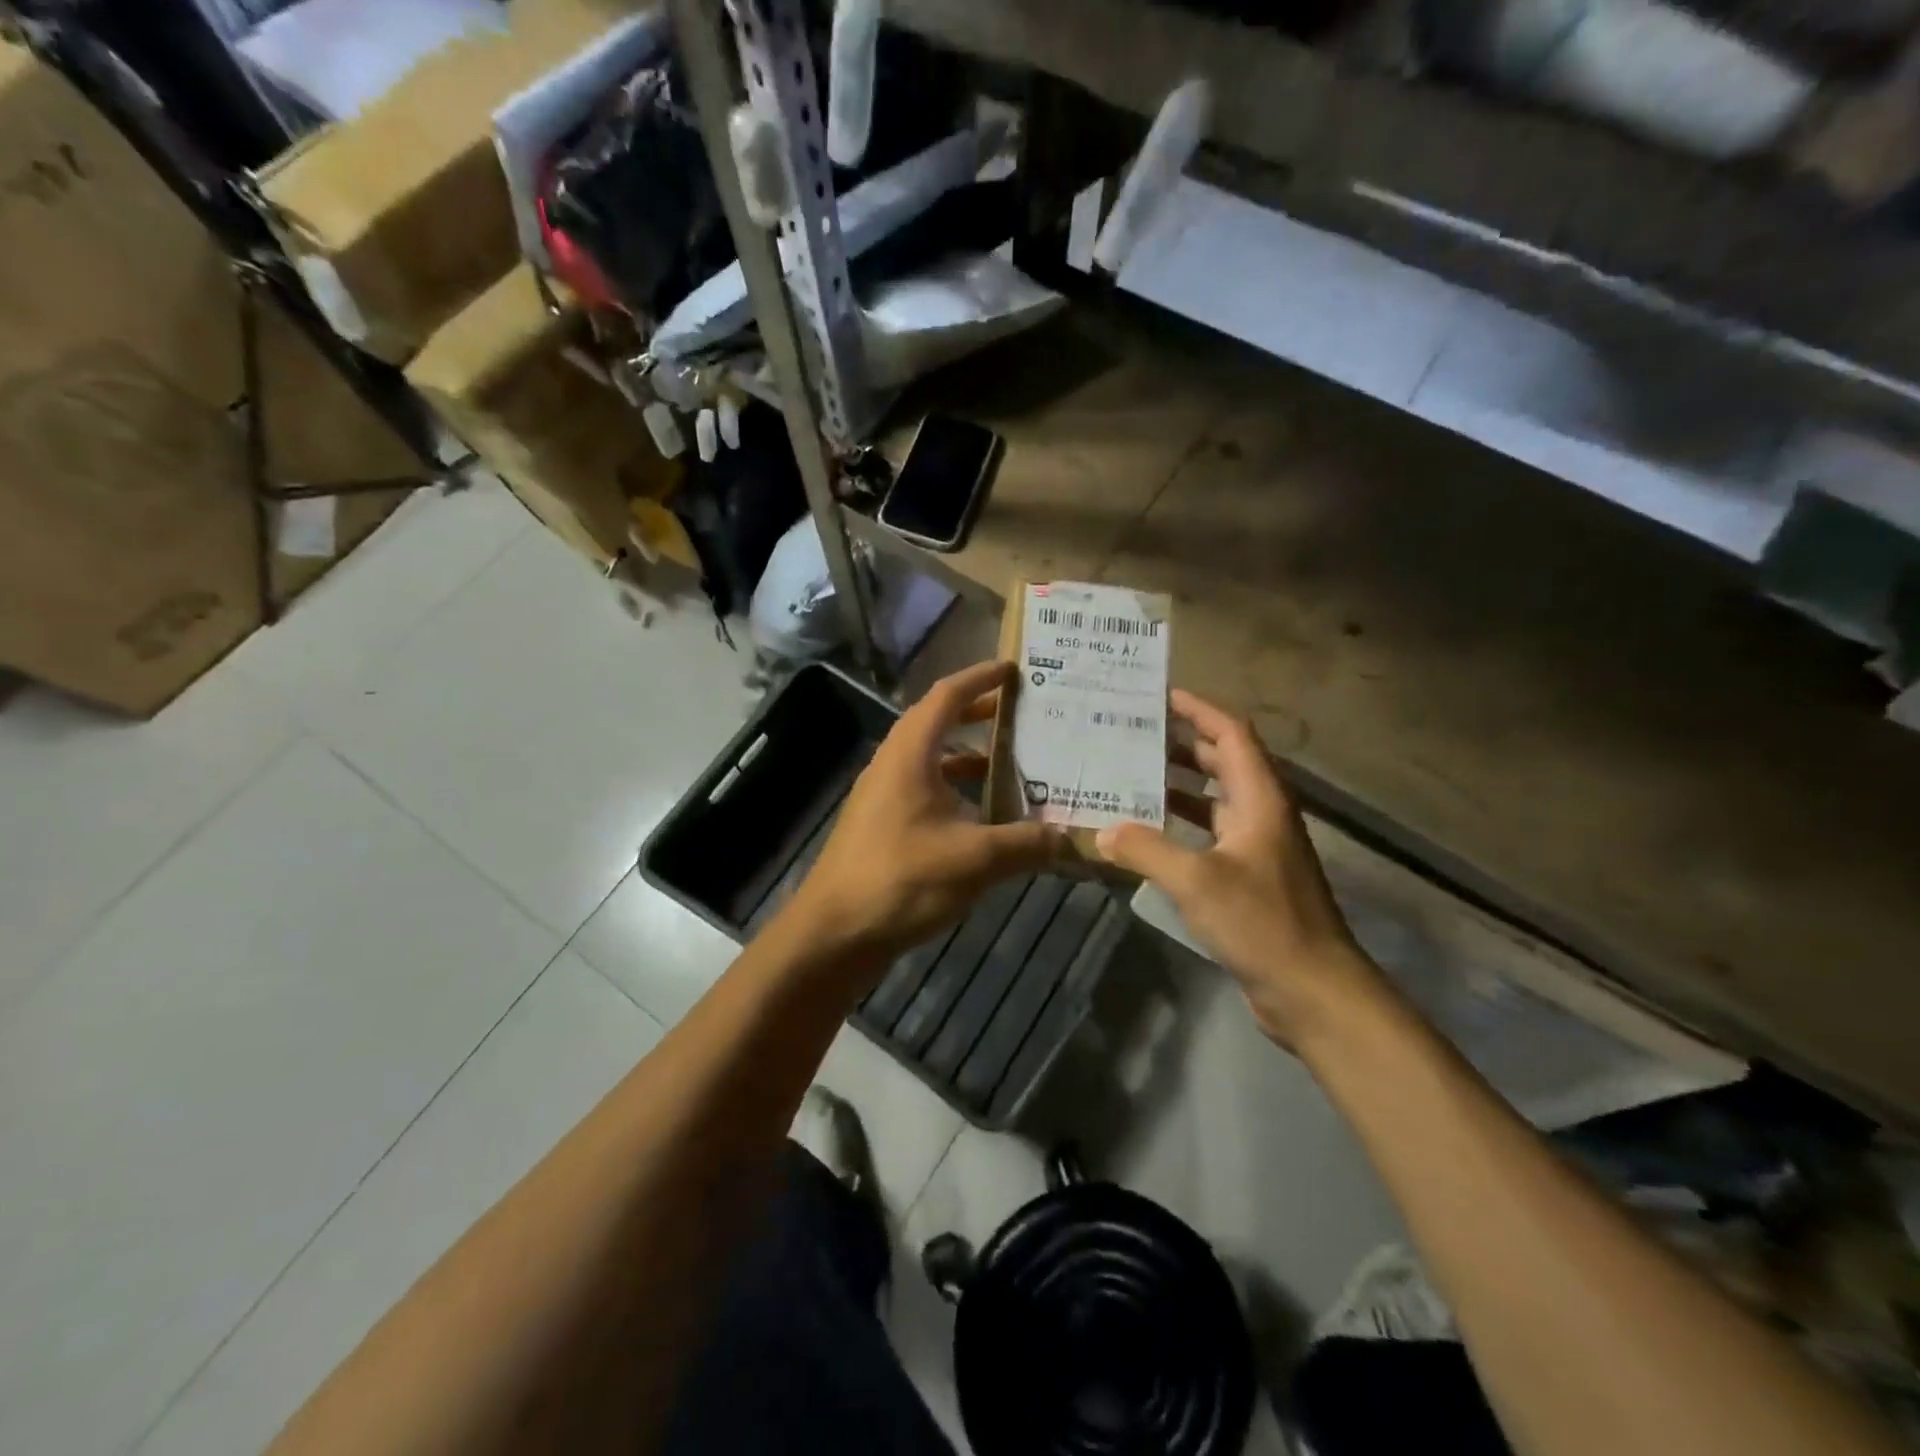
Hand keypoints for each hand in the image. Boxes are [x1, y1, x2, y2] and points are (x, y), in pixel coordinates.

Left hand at [787, 662, 1063, 972]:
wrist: (835, 933)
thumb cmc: (901, 880)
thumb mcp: (975, 860)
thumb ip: (1027, 844)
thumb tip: (1071, 837)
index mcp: (910, 754)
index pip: (947, 695)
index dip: (980, 677)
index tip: (1014, 669)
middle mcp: (893, 765)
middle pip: (938, 723)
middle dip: (980, 713)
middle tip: (1024, 713)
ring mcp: (884, 797)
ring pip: (933, 761)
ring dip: (970, 757)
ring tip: (1014, 764)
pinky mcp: (883, 827)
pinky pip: (927, 792)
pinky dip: (958, 793)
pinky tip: (986, 819)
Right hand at [1095, 689, 1376, 1046]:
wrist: (1312, 988)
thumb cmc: (1261, 922)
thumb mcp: (1197, 880)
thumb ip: (1147, 849)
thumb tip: (1104, 830)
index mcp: (1260, 799)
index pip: (1232, 734)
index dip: (1199, 711)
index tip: (1161, 696)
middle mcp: (1262, 814)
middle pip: (1223, 761)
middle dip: (1181, 743)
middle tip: (1133, 734)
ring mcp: (1258, 846)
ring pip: (1215, 799)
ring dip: (1178, 784)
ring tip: (1131, 775)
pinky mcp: (1250, 876)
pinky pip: (1210, 834)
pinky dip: (1181, 824)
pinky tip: (1148, 833)